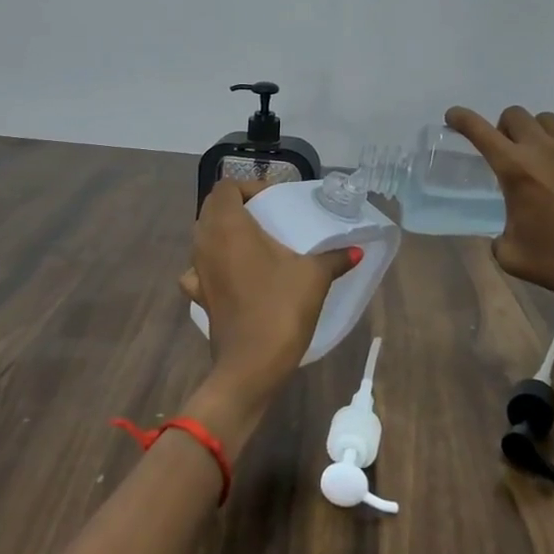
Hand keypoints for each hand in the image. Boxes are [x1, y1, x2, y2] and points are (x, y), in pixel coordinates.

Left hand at [178, 179, 355, 424]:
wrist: (250, 366)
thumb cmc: (280, 309)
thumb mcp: (314, 277)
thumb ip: (334, 258)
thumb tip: (356, 250)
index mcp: (228, 227)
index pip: (225, 188)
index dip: (248, 187)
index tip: (274, 200)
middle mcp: (205, 243)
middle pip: (211, 209)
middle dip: (237, 207)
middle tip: (268, 218)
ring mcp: (198, 272)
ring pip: (203, 238)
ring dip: (224, 234)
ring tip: (254, 243)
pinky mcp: (200, 297)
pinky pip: (199, 270)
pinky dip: (213, 265)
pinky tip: (233, 275)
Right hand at [445, 105, 553, 307]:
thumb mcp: (512, 257)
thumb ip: (498, 235)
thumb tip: (506, 230)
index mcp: (515, 170)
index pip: (479, 131)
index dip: (462, 118)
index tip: (453, 116)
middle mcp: (544, 150)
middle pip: (515, 115)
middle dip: (504, 129)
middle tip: (509, 152)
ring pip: (549, 121)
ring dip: (538, 134)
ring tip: (545, 159)